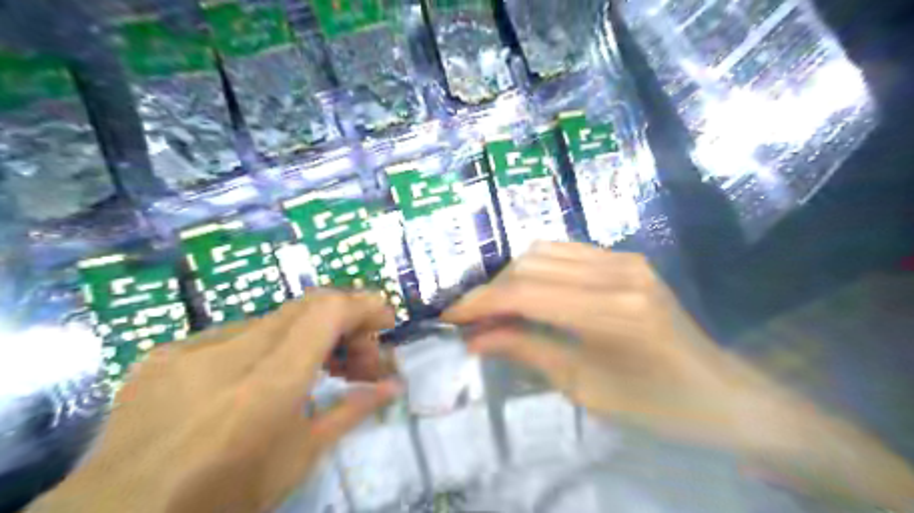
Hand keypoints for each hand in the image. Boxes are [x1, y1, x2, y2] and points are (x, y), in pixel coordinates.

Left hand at [34, 290, 400, 509]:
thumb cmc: (221, 502)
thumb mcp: (299, 459)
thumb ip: (351, 411)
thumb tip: (393, 386)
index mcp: (265, 389)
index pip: (324, 312)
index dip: (362, 304)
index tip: (384, 320)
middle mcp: (226, 356)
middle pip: (304, 306)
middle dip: (344, 320)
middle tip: (359, 356)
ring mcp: (189, 349)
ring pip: (273, 318)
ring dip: (308, 333)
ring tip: (320, 366)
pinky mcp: (165, 353)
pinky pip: (234, 334)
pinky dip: (267, 344)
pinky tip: (261, 377)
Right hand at [443, 240, 757, 444]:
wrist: (723, 394)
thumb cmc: (656, 406)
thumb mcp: (583, 387)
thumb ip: (526, 351)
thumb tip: (474, 339)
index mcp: (612, 313)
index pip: (526, 294)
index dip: (480, 303)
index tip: (449, 316)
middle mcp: (618, 273)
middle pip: (530, 265)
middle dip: (492, 291)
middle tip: (471, 320)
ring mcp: (626, 259)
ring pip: (544, 252)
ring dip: (512, 278)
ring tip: (496, 308)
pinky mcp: (628, 258)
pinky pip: (567, 252)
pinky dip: (537, 269)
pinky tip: (529, 292)